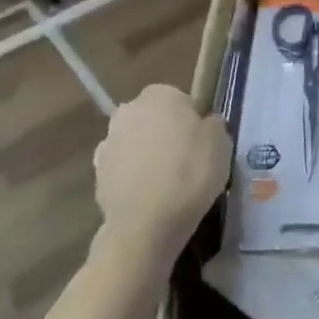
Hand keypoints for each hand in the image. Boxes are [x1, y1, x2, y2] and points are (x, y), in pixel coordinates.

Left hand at [92, 84, 229, 248]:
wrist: (146, 222)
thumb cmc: (191, 171)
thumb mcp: (221, 142)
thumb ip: (212, 125)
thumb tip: (205, 123)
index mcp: (159, 95)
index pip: (179, 99)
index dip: (192, 120)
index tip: (202, 142)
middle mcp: (128, 111)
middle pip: (153, 119)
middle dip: (165, 134)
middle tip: (187, 160)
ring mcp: (108, 143)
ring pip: (136, 144)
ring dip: (148, 156)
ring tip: (169, 183)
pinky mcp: (97, 174)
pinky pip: (124, 170)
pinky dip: (135, 179)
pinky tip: (152, 197)